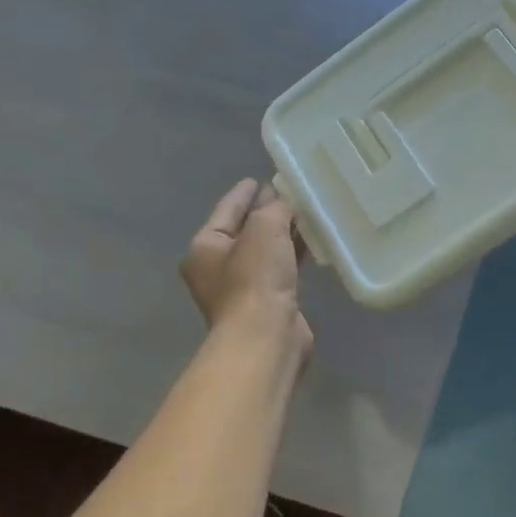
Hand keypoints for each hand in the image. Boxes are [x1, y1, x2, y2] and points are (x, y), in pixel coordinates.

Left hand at [180, 179, 311, 357]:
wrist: (266, 336)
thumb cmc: (255, 279)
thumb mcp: (265, 229)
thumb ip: (275, 208)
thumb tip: (281, 201)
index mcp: (205, 247)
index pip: (226, 210)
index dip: (245, 193)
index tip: (260, 179)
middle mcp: (217, 268)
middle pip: (244, 231)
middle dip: (266, 213)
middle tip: (290, 196)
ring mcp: (242, 289)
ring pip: (264, 252)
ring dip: (283, 236)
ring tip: (305, 216)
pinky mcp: (266, 304)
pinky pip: (280, 270)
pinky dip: (292, 256)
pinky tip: (311, 245)